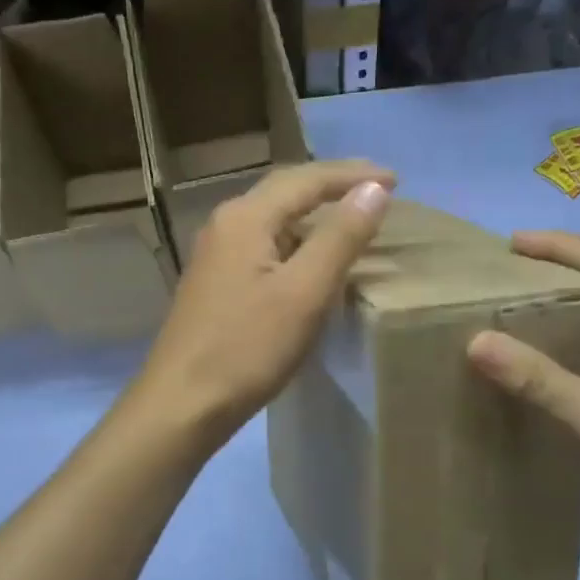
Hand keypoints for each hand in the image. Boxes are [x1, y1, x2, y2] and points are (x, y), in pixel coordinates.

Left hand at [133, 161, 394, 448]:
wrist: (182, 404)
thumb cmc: (247, 348)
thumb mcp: (304, 292)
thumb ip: (340, 237)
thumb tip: (373, 189)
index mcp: (246, 217)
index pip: (307, 179)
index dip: (354, 176)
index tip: (397, 180)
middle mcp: (226, 224)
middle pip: (285, 191)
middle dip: (333, 186)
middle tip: (377, 190)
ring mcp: (216, 255)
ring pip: (274, 219)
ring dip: (314, 214)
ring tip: (351, 220)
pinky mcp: (215, 283)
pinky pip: (264, 245)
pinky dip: (296, 242)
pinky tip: (310, 261)